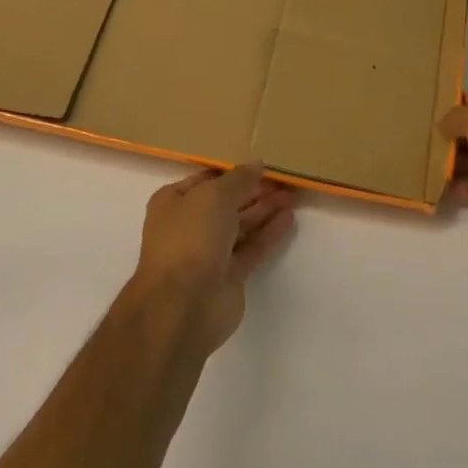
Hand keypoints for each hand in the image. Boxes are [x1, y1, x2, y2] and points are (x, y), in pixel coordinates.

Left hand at [128, 165, 298, 355]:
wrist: (183, 303)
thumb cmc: (190, 238)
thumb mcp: (214, 196)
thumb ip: (238, 178)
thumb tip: (257, 163)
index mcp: (174, 202)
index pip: (207, 180)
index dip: (234, 172)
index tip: (263, 165)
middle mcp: (189, 225)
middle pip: (227, 203)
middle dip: (254, 191)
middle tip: (286, 181)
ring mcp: (209, 252)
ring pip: (241, 225)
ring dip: (265, 210)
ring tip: (293, 196)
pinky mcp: (229, 274)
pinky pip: (252, 247)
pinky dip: (269, 233)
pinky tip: (289, 218)